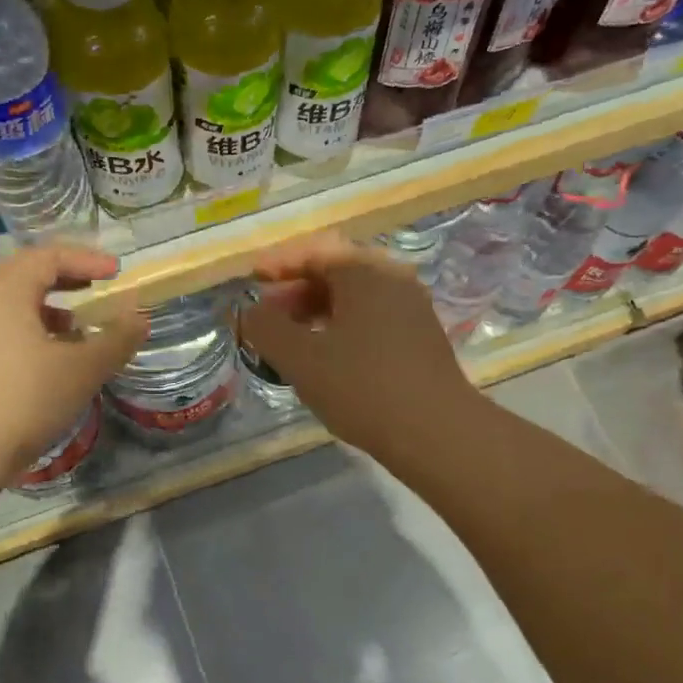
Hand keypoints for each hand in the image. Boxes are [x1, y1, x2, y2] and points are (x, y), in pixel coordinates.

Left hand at [0, 245, 146, 481]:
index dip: (87, 260)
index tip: (116, 272)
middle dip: (64, 280)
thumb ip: (116, 339)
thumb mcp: (83, 370)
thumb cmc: (25, 400)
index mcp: (4, 289)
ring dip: (44, 310)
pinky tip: (41, 363)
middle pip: (23, 275)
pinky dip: (23, 331)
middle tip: (93, 290)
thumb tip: (140, 317)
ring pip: (6, 304)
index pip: (49, 256)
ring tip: (73, 333)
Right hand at [239, 232, 479, 463]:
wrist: (436, 431)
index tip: (251, 281)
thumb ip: (265, 329)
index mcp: (365, 271)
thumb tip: (245, 312)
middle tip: (267, 315)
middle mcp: (393, 279)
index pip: (314, 250)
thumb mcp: (301, 359)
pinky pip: (372, 317)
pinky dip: (342, 326)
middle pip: (336, 270)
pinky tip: (328, 356)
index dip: (278, 263)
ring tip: (291, 340)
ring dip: (318, 310)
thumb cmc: (362, 387)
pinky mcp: (420, 336)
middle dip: (296, 289)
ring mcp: (412, 307)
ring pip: (355, 297)